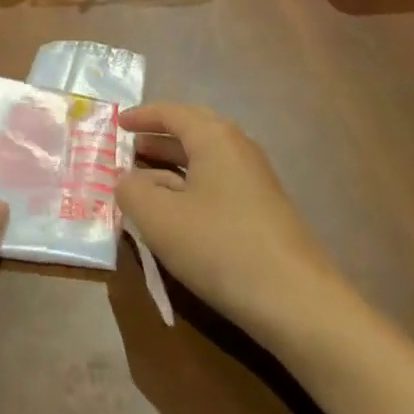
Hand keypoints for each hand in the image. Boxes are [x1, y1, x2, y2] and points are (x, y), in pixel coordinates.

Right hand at [117, 103, 348, 351]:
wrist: (297, 301)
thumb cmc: (220, 247)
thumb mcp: (160, 219)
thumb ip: (131, 192)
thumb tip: (124, 178)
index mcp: (214, 137)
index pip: (172, 112)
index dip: (142, 117)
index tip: (117, 124)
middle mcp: (238, 147)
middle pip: (192, 131)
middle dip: (157, 139)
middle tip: (128, 151)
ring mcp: (255, 179)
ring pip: (205, 160)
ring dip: (172, 166)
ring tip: (143, 183)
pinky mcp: (264, 210)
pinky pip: (218, 183)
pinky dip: (190, 187)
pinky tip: (177, 215)